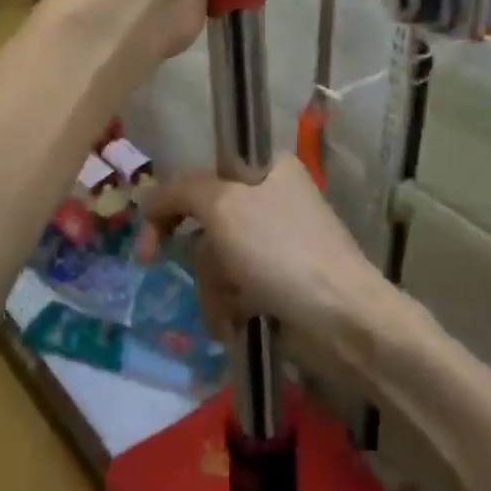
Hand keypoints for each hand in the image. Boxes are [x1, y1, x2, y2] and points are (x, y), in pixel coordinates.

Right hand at [145, 154, 388, 358]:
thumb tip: (147, 197)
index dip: (172, 205)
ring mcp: (276, 244)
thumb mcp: (224, 206)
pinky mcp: (280, 283)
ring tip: (235, 308)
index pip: (203, 176)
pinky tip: (241, 323)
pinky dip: (232, 306)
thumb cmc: (281, 251)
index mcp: (267, 168)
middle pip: (207, 224)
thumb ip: (181, 192)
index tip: (149, 238)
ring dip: (215, 288)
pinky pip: (236, 289)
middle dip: (201, 257)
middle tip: (166, 271)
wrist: (343, 319)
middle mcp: (271, 199)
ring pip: (218, 262)